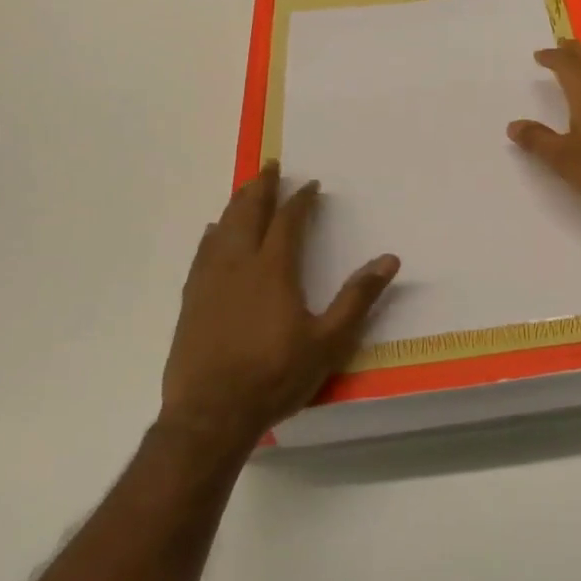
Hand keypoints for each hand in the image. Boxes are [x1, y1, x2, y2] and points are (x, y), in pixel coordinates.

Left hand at [161, 163, 398, 453]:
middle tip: (270, 166)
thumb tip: (389, 259)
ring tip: (245, 189)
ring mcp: (210, 281)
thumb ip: (357, 298)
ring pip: (223, 228)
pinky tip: (212, 232)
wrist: (210, 414)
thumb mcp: (328, 341)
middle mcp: (239, 265)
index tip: (310, 185)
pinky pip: (202, 253)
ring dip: (236, 204)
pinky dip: (212, 234)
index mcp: (273, 270)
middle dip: (261, 188)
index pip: (288, 221)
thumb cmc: (274, 376)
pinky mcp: (191, 300)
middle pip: (248, 214)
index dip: (301, 200)